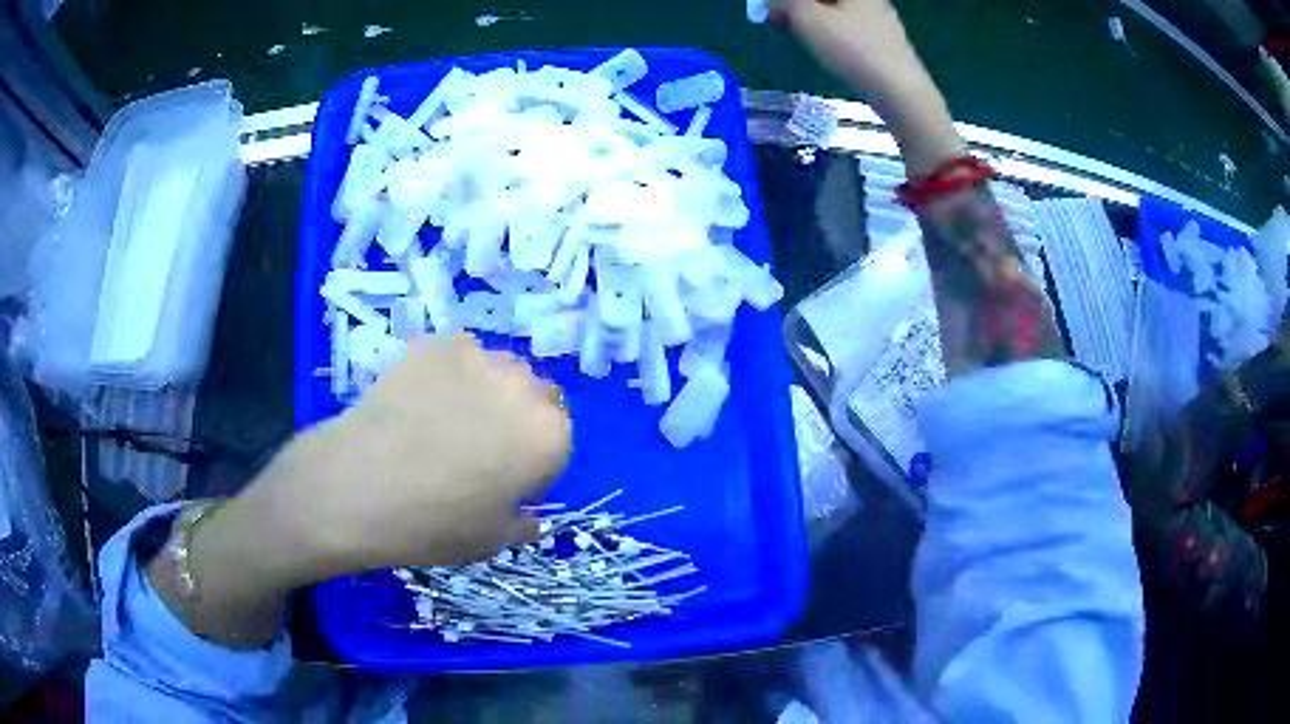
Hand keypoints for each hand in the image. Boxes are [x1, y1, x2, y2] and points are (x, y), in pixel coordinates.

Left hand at [247, 334, 571, 579]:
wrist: (358, 485)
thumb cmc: (433, 523)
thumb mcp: (490, 541)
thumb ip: (523, 525)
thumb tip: (530, 517)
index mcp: (549, 436)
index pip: (560, 438)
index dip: (534, 462)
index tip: (507, 481)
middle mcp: (524, 388)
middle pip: (537, 395)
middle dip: (520, 418)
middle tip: (482, 446)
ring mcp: (478, 358)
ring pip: (500, 369)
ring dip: (490, 390)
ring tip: (448, 416)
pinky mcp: (436, 343)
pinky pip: (458, 354)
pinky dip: (451, 373)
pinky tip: (420, 398)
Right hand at [776, 0, 965, 174]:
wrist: (901, 92)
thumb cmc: (853, 48)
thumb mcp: (807, 18)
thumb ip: (785, 2)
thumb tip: (772, 2)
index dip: (786, 0)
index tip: (769, 8)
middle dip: (798, 4)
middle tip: (777, 17)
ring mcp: (881, 18)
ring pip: (837, 9)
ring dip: (810, 14)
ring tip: (794, 29)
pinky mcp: (885, 40)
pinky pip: (848, 24)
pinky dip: (828, 27)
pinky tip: (822, 44)